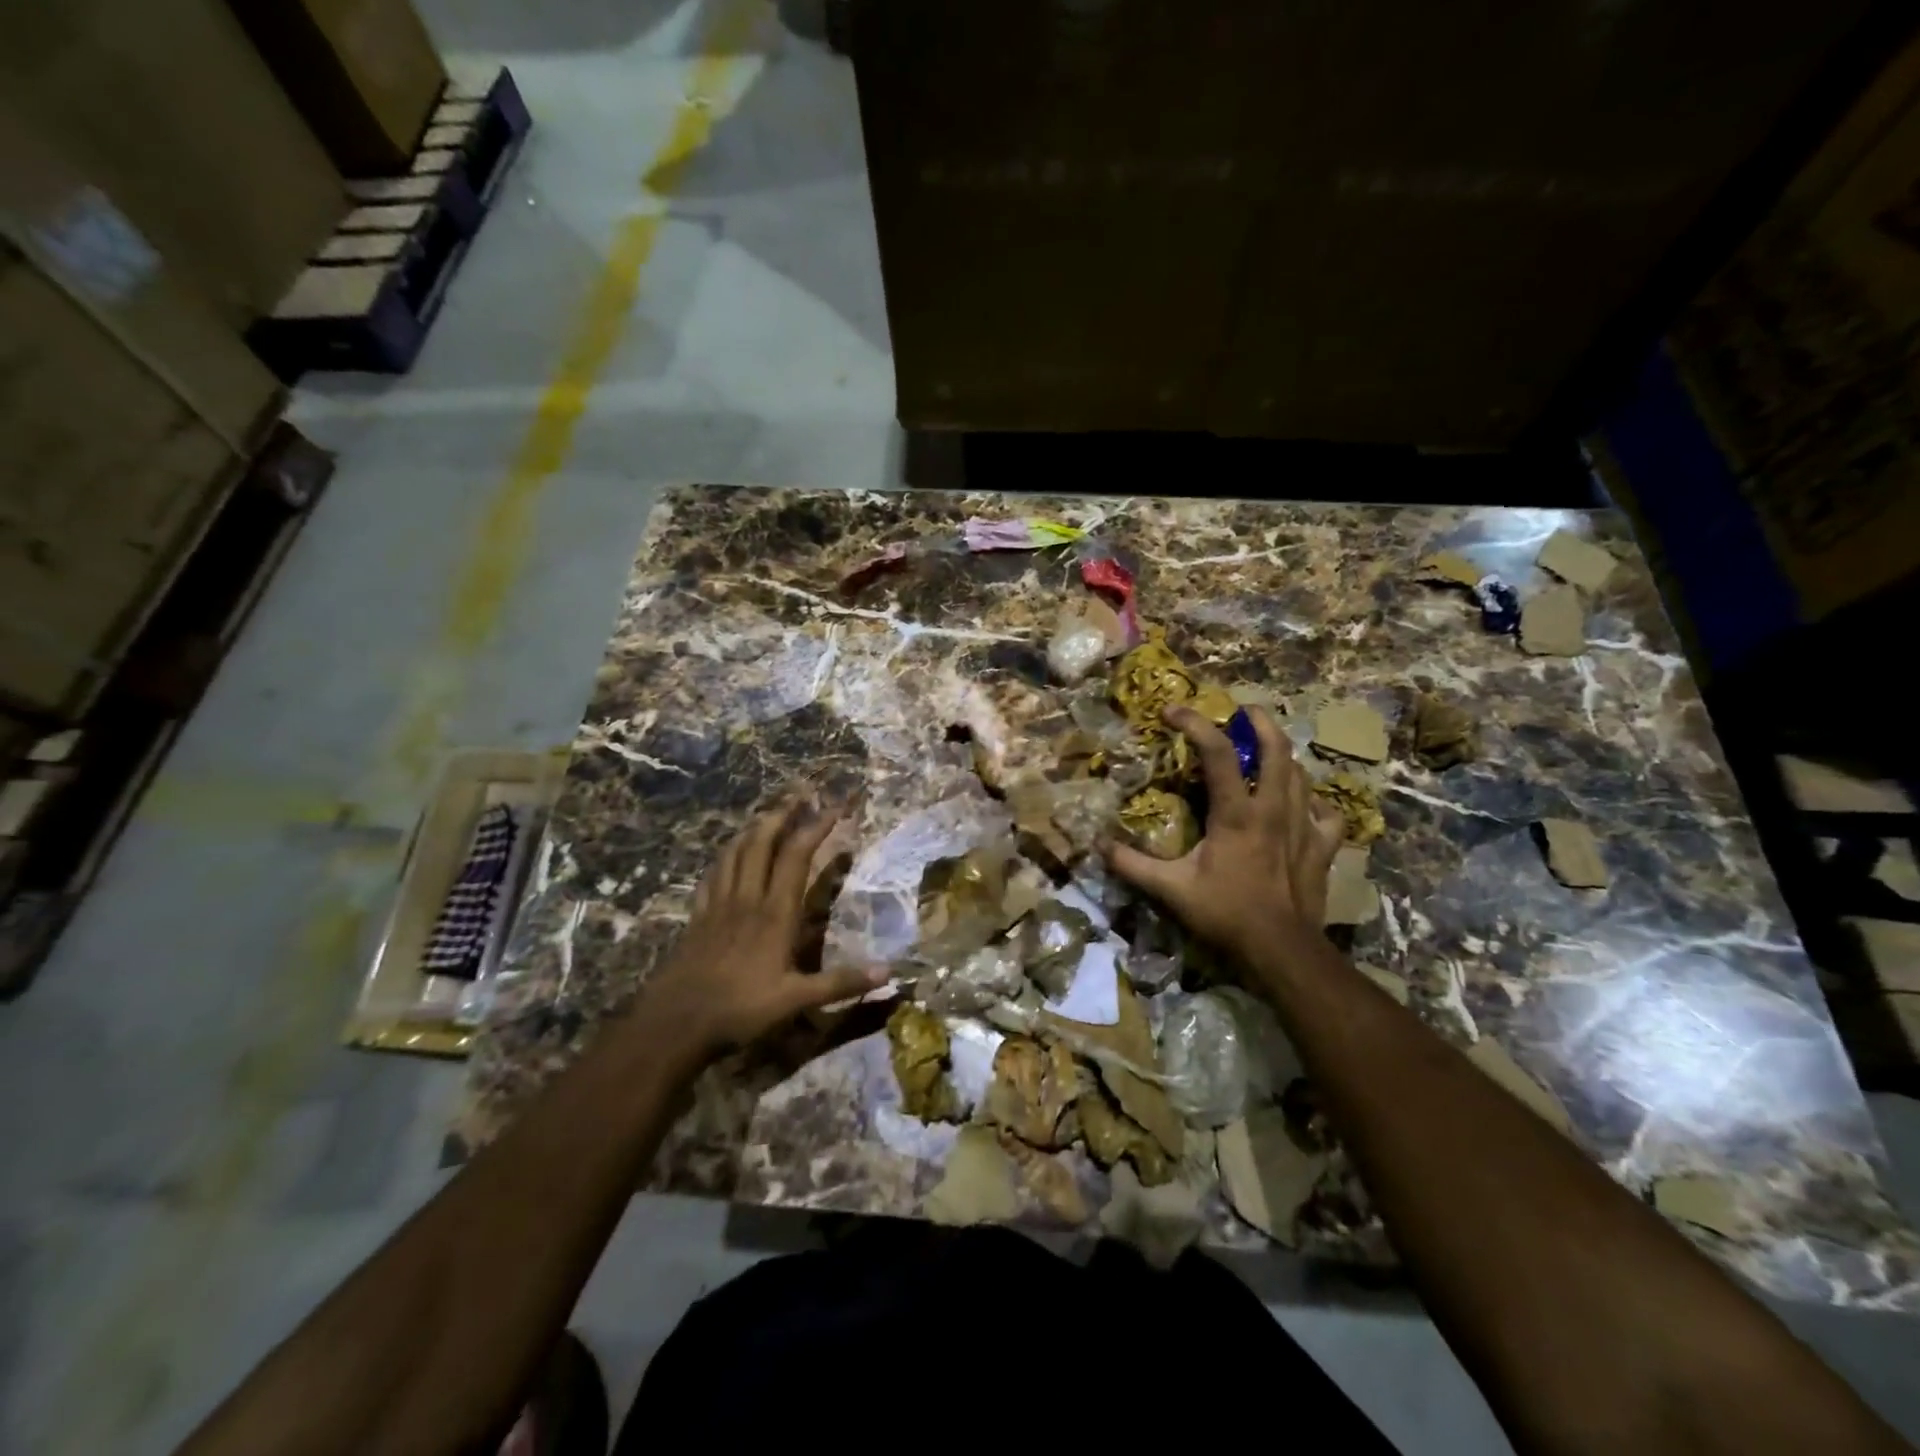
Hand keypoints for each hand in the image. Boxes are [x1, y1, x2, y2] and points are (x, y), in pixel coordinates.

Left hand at [640, 799, 884, 1057]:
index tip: (835, 808)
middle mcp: (747, 898)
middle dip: (782, 815)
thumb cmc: (740, 1009)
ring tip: (767, 816)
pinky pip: (712, 874)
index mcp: (774, 912)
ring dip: (753, 829)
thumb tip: (889, 972)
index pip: (796, 856)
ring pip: (735, 852)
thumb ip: (841, 983)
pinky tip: (727, 856)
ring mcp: (719, 904)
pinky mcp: (698, 916)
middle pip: (762, 842)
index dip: (816, 827)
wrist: (676, 1021)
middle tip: (798, 796)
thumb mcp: (796, 1000)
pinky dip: (724, 856)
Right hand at [1108, 704, 1342, 964]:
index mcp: (1236, 813)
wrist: (1281, 949)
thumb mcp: (1170, 889)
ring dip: (1282, 757)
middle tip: (1242, 713)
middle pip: (1277, 748)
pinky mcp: (1322, 847)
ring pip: (1302, 774)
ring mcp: (1304, 826)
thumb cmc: (1225, 913)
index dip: (1194, 724)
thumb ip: (1132, 865)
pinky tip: (1304, 805)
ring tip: (1265, 753)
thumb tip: (1098, 846)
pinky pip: (1327, 812)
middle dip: (1260, 722)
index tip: (1172, 712)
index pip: (1217, 752)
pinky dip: (1315, 802)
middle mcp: (1274, 809)